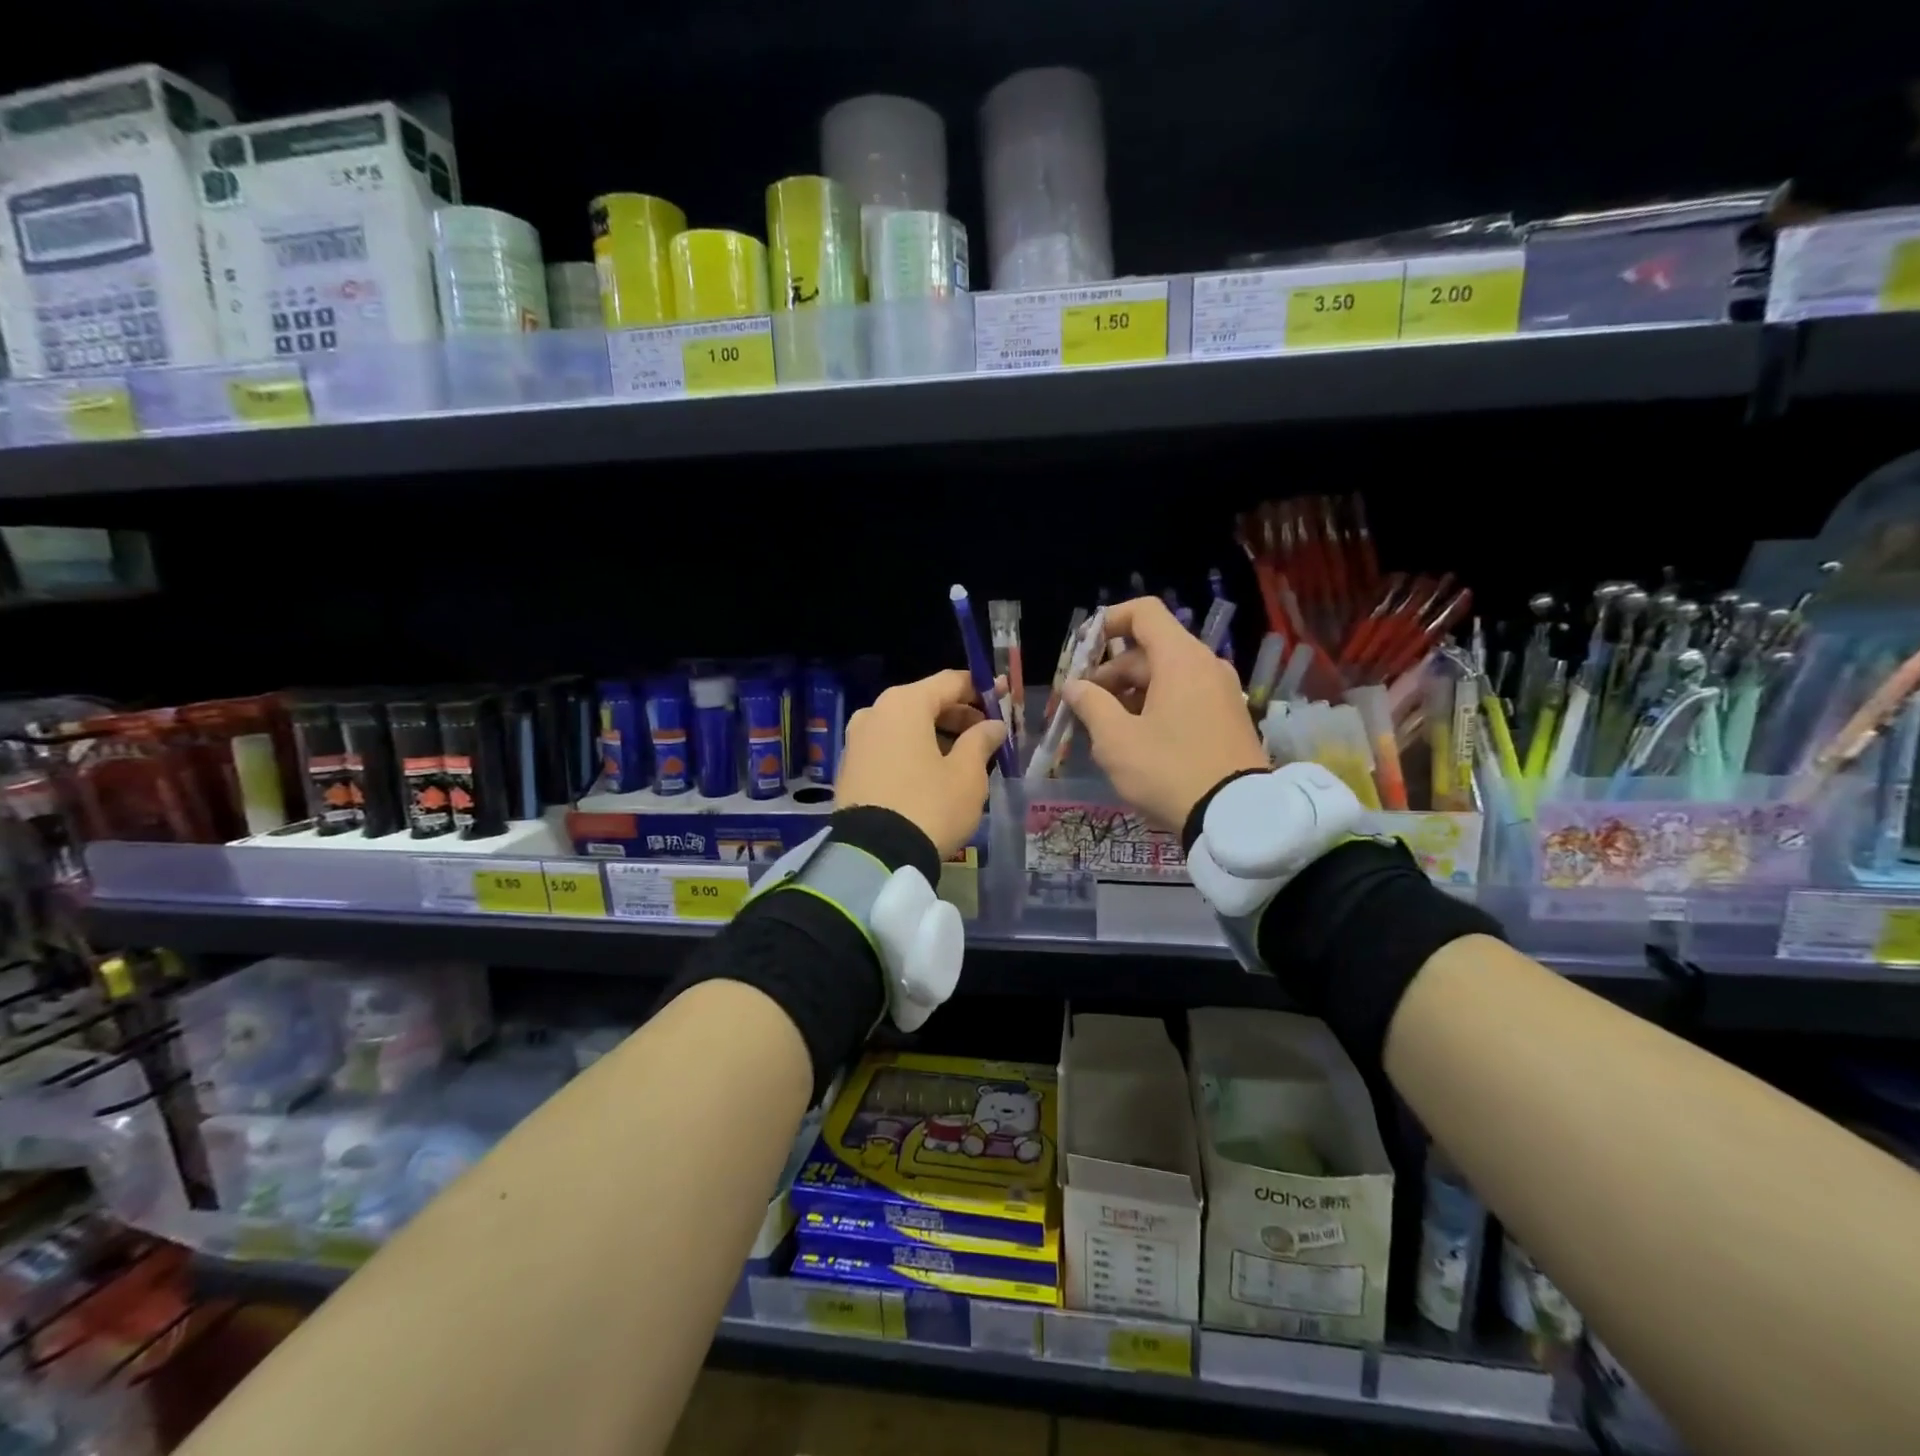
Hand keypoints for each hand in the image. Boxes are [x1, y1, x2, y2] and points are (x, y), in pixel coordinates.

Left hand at [837, 669, 1006, 857]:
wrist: (874, 855)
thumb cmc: (930, 806)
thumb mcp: (967, 775)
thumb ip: (981, 741)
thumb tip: (993, 725)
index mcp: (904, 704)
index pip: (950, 681)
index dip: (981, 688)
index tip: (1004, 696)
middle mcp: (875, 713)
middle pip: (925, 702)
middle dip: (959, 715)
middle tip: (988, 733)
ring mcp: (856, 740)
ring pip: (906, 726)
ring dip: (937, 735)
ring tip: (966, 756)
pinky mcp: (849, 767)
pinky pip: (889, 747)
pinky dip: (914, 751)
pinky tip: (935, 771)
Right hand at [1062, 597, 1267, 830]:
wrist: (1236, 817)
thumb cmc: (1168, 770)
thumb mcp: (1116, 740)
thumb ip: (1090, 704)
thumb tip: (1074, 686)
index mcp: (1180, 659)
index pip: (1144, 613)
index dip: (1108, 622)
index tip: (1082, 652)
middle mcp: (1206, 666)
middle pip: (1150, 650)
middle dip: (1110, 673)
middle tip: (1083, 707)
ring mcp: (1222, 692)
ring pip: (1166, 676)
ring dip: (1130, 694)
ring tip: (1105, 730)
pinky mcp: (1229, 718)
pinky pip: (1185, 696)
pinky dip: (1155, 706)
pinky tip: (1137, 741)